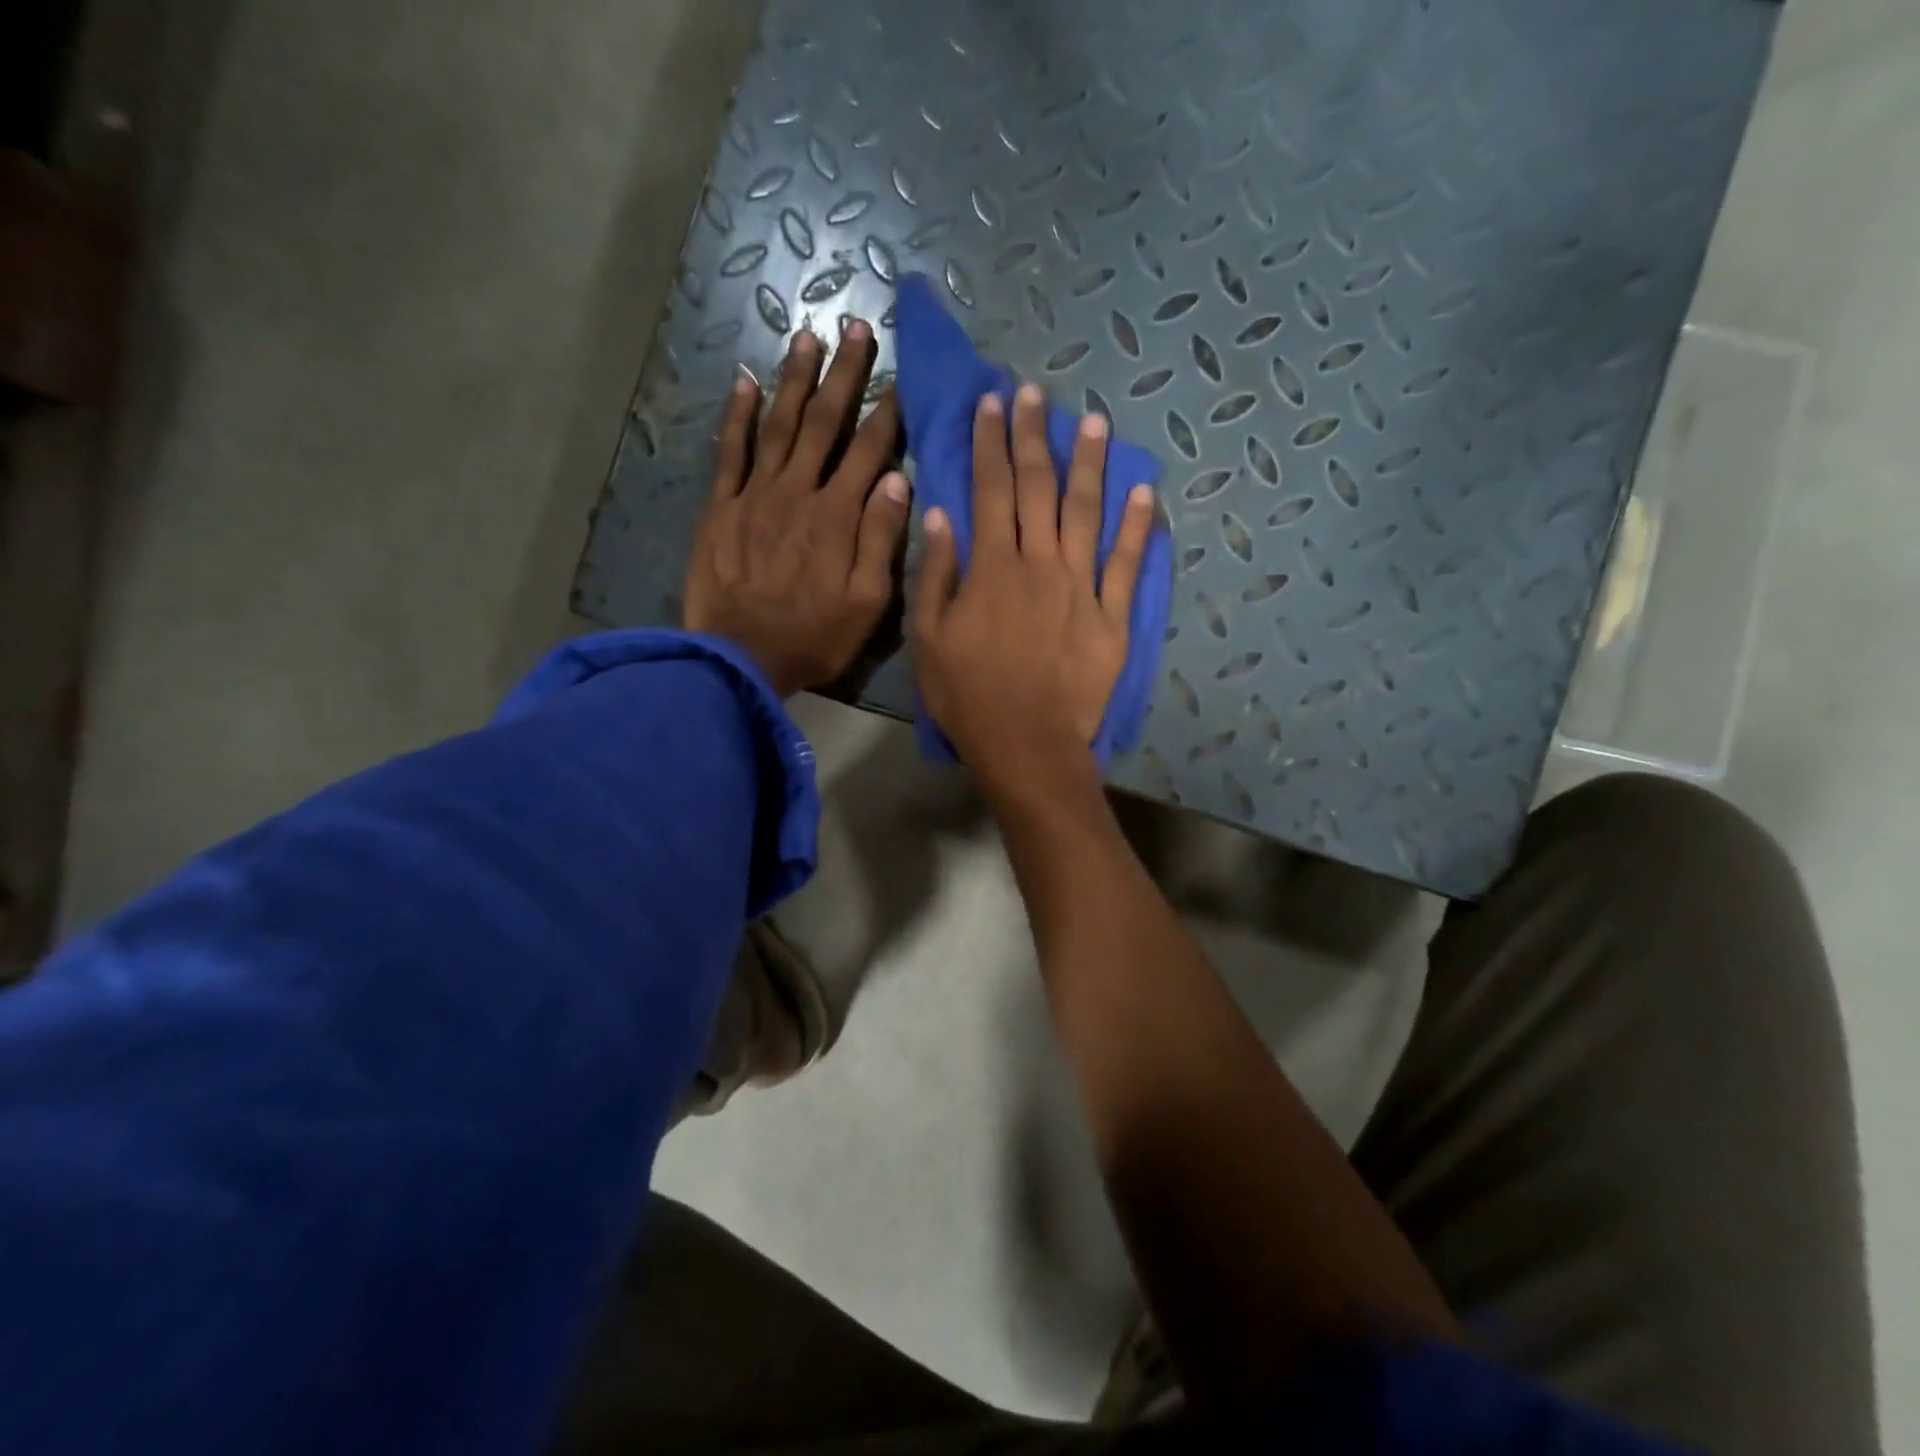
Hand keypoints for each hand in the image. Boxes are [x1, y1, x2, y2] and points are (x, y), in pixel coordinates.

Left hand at [684, 323, 908, 697]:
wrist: (741, 657)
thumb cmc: (813, 636)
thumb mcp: (867, 602)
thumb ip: (881, 539)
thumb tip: (897, 479)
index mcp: (838, 516)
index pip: (869, 452)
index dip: (886, 413)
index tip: (900, 378)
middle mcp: (798, 492)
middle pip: (824, 423)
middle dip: (844, 374)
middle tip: (856, 327)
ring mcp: (755, 494)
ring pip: (779, 424)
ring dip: (795, 379)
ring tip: (808, 337)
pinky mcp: (721, 506)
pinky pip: (730, 450)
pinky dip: (737, 414)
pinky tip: (744, 380)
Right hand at [912, 383, 1155, 790]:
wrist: (1026, 744)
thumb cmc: (968, 696)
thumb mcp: (929, 638)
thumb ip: (937, 574)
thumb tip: (941, 516)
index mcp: (992, 568)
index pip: (990, 490)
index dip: (990, 442)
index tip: (992, 402)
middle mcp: (1040, 564)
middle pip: (1038, 488)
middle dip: (1034, 436)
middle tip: (1035, 393)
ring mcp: (1082, 588)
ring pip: (1088, 513)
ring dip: (1091, 465)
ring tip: (1095, 423)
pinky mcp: (1113, 617)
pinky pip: (1127, 564)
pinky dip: (1137, 527)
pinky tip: (1144, 492)